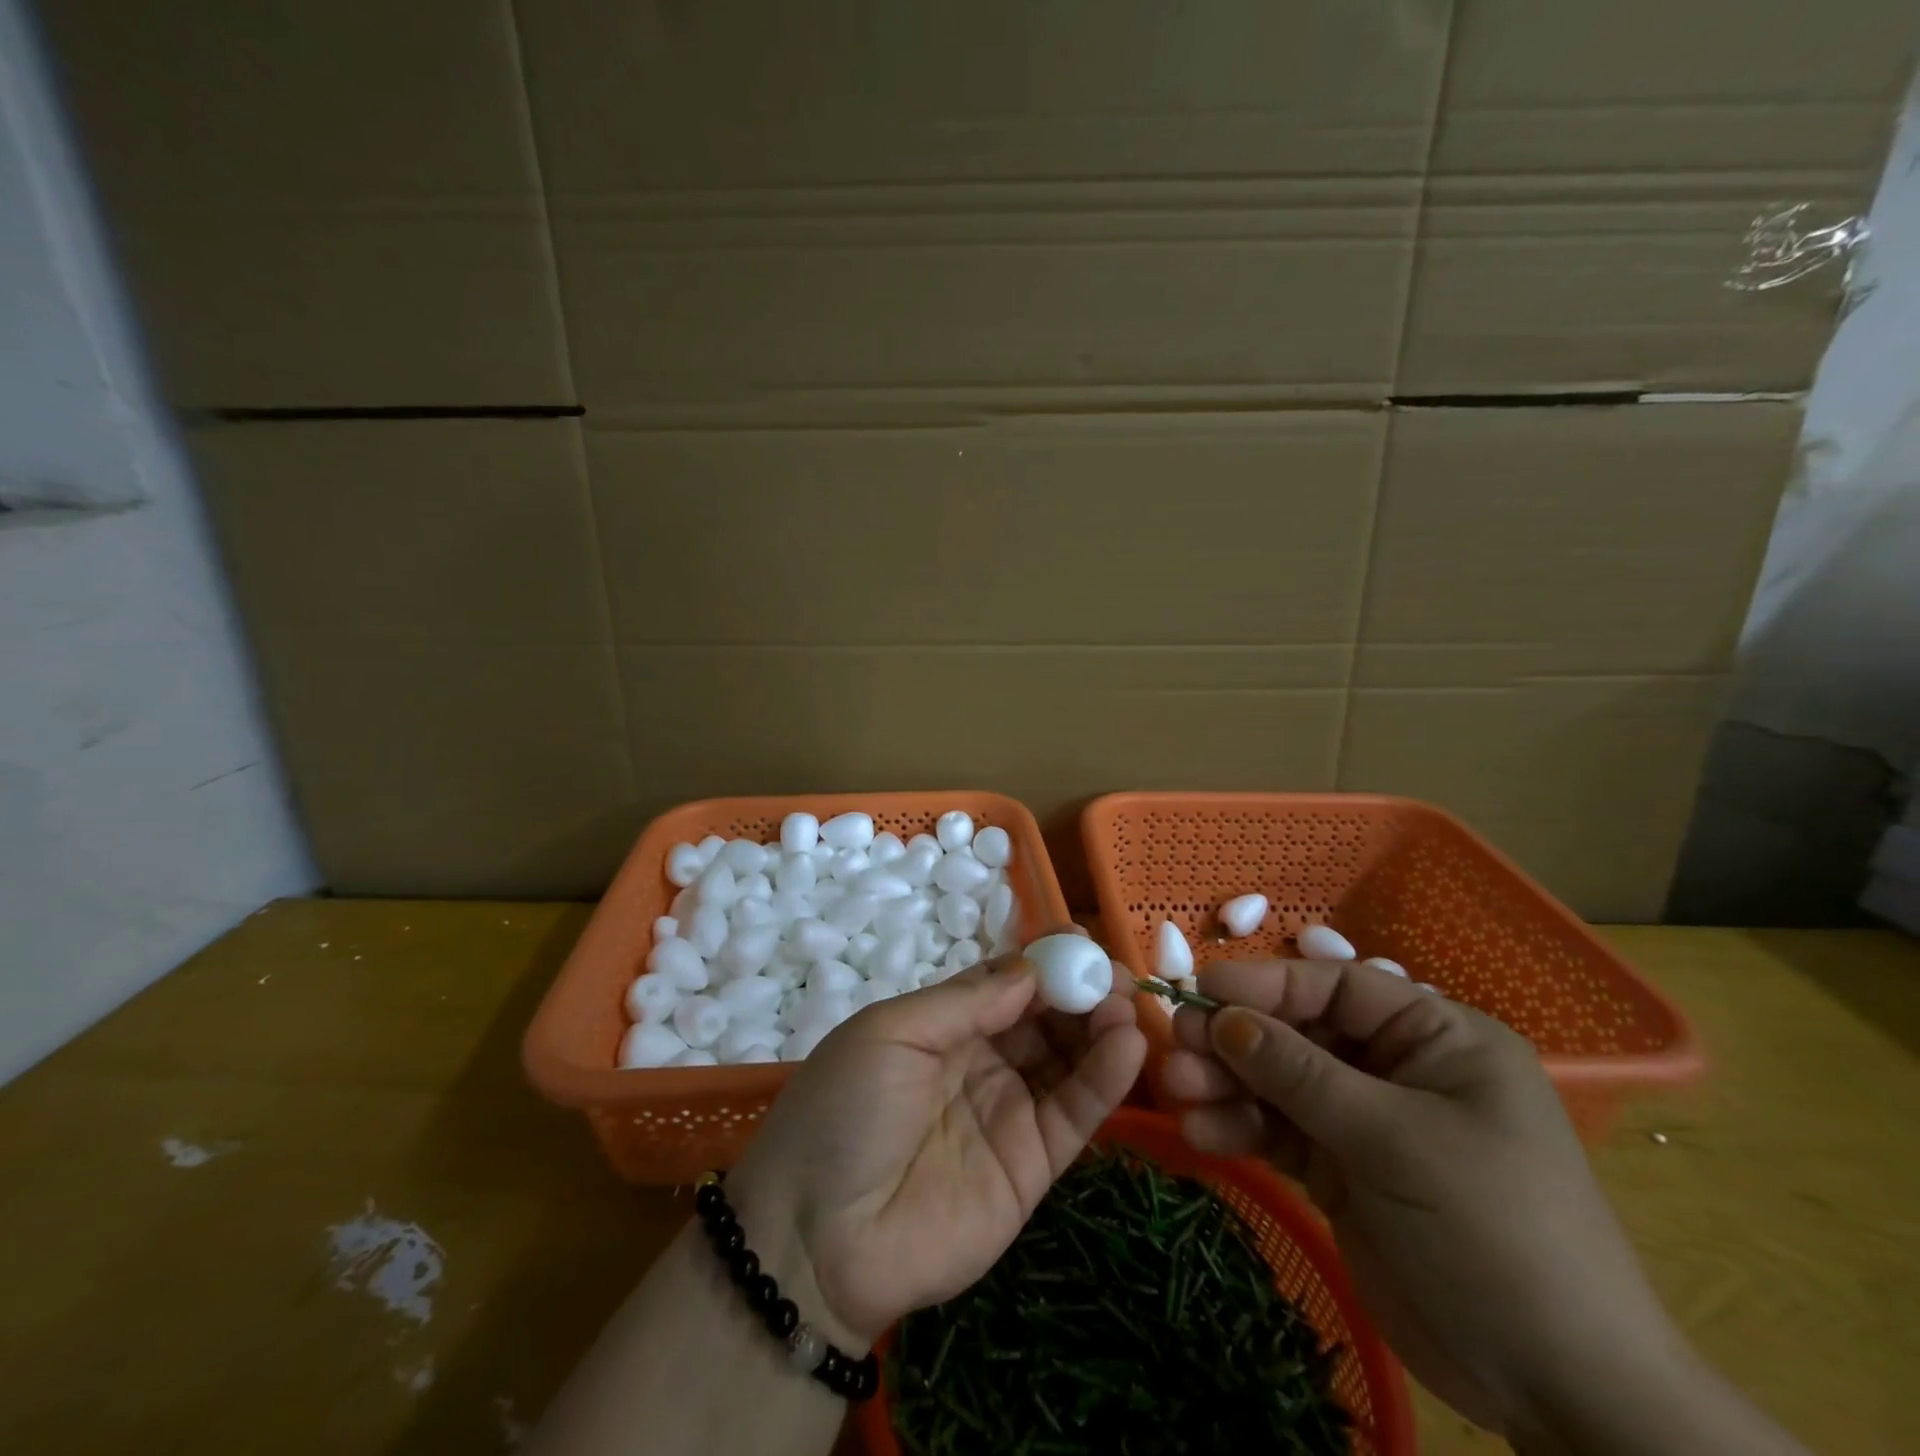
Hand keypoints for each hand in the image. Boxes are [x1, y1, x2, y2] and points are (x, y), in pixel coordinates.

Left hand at [727, 936, 1146, 1347]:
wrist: (816, 1238)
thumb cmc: (845, 1110)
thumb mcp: (892, 1032)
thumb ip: (966, 1001)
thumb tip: (1032, 969)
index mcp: (943, 1025)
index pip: (1007, 983)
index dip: (1044, 962)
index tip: (1082, 942)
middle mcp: (982, 1061)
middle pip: (1045, 1017)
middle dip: (1081, 991)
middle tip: (1117, 976)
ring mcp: (1009, 1112)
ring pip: (1068, 1059)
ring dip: (1101, 1027)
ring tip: (1127, 1004)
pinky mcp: (1032, 1165)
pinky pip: (1075, 1113)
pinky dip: (1106, 1078)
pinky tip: (1128, 1045)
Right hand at [1161, 959, 1685, 1441]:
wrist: (1558, 1389)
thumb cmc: (1496, 1233)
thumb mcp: (1396, 1141)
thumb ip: (1302, 1075)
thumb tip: (1224, 1019)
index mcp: (1437, 1039)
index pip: (1338, 988)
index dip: (1268, 983)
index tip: (1201, 990)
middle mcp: (1397, 1069)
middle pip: (1299, 1034)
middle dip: (1238, 1041)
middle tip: (1179, 1047)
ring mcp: (1367, 1122)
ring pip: (1280, 1083)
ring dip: (1229, 1085)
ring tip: (1181, 1093)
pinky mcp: (1342, 1171)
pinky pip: (1280, 1132)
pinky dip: (1241, 1129)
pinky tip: (1203, 1133)